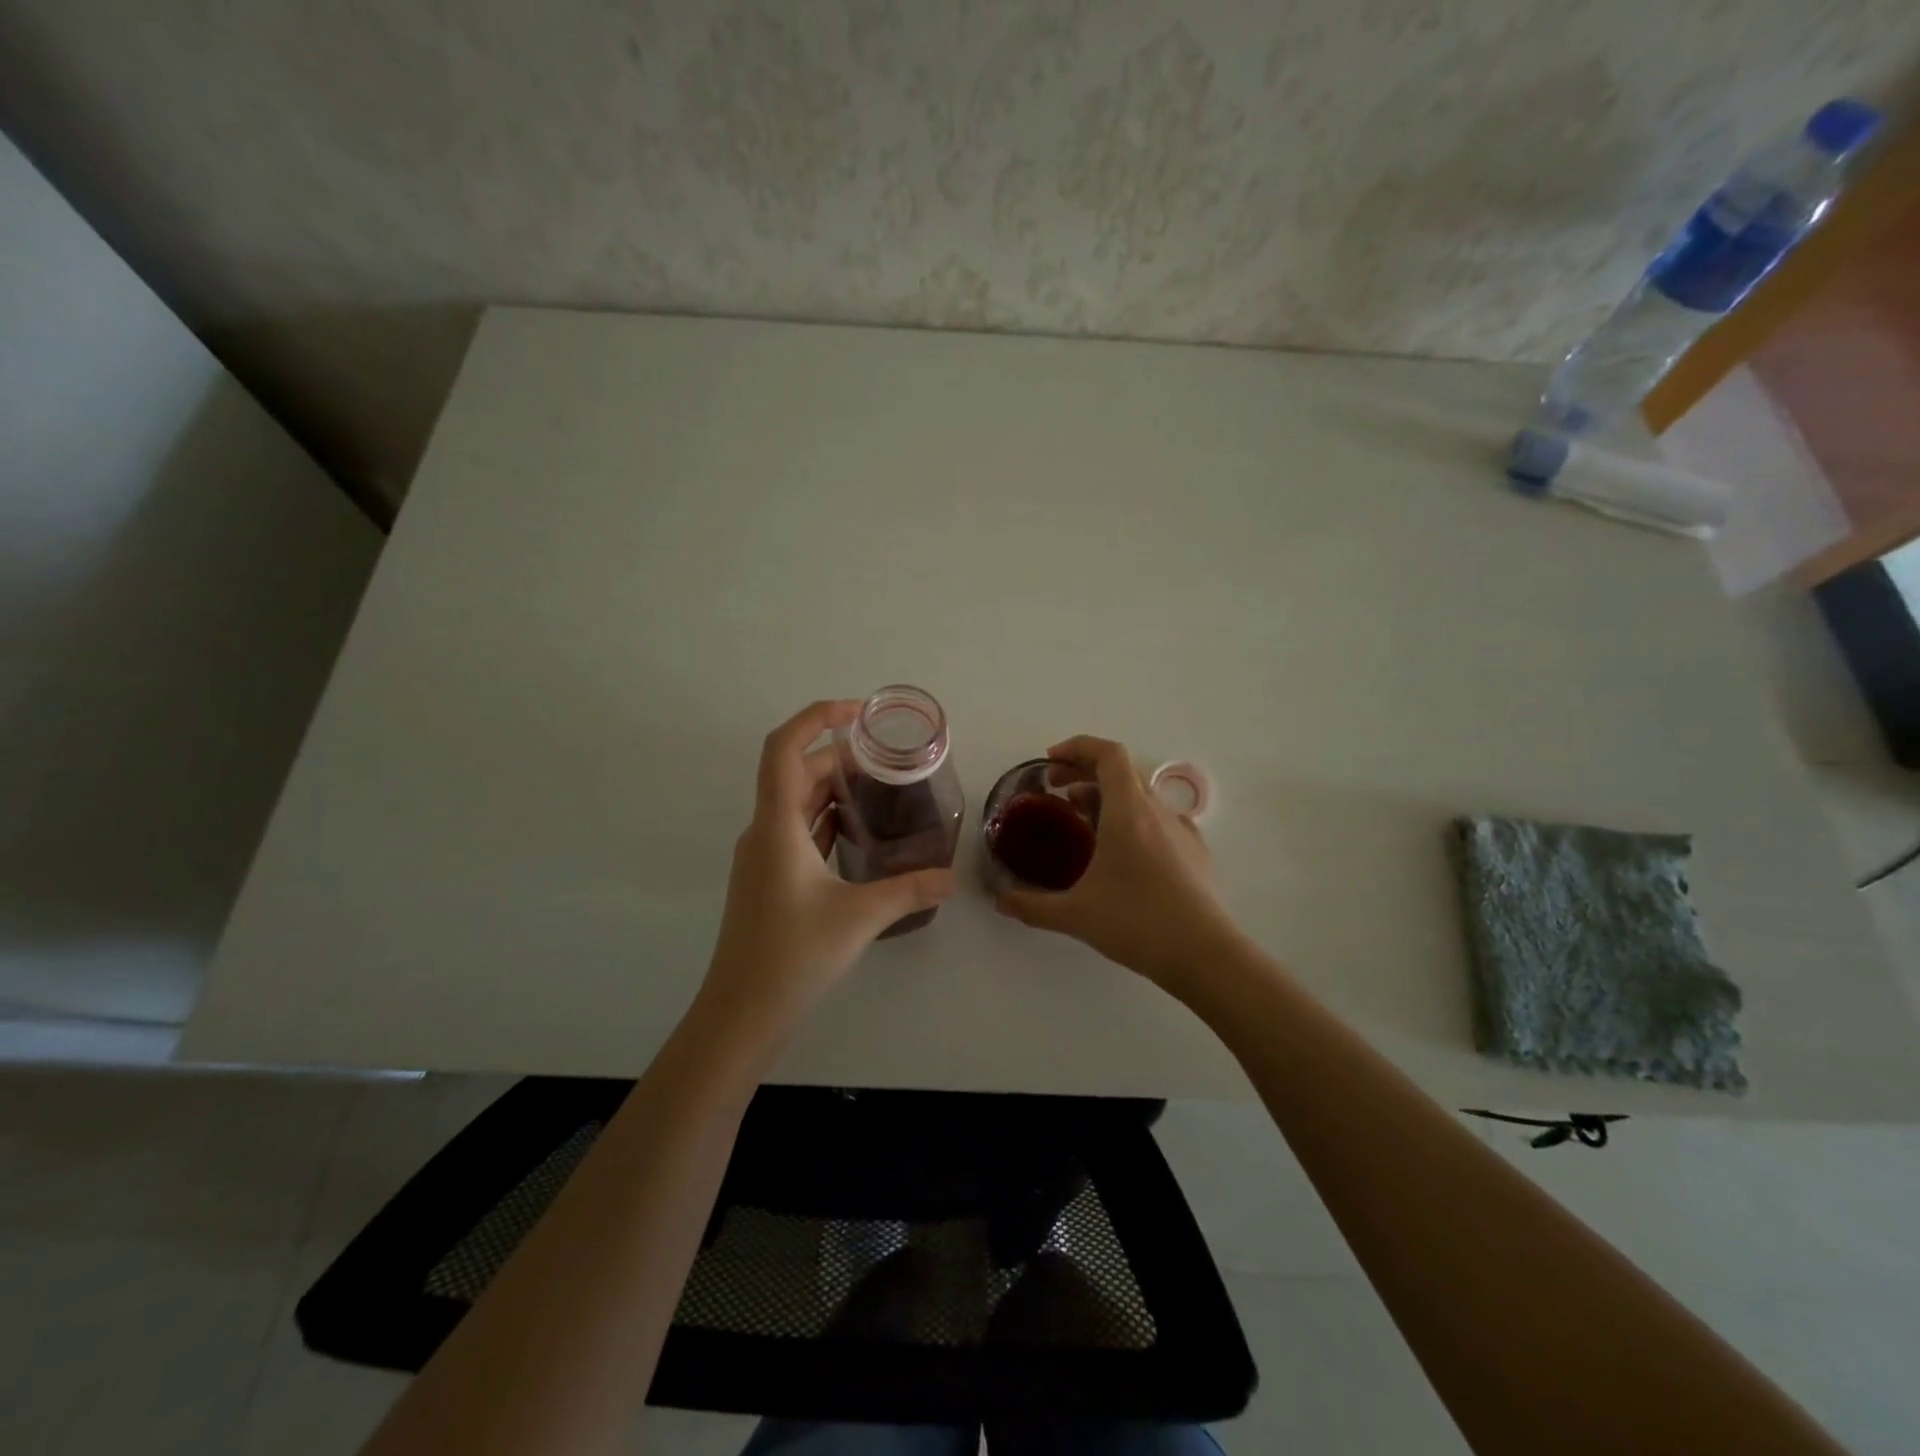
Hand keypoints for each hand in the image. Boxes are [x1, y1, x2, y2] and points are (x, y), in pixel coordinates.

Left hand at [699, 701, 957, 1039]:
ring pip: (798, 802)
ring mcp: (764, 856)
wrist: (741, 1014)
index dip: (816, 717)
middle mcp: (765, 831)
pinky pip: (798, 830)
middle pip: (797, 772)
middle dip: (841, 755)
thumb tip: (953, 878)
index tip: (858, 711)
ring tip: (883, 788)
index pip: (783, 748)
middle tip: (890, 760)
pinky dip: (827, 818)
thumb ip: (910, 891)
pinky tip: (861, 831)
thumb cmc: (792, 956)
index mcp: (776, 826)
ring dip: (834, 787)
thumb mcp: (859, 918)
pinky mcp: (770, 879)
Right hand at [995, 735, 1241, 995]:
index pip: (1108, 754)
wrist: (1206, 955)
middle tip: (1056, 790)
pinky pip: (1158, 819)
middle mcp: (1157, 810)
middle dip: (1084, 772)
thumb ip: (1031, 905)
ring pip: (1140, 796)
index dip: (1078, 747)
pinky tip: (1122, 853)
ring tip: (1082, 821)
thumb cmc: (1137, 923)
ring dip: (1107, 797)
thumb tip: (998, 900)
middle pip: (1121, 771)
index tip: (1050, 761)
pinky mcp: (1195, 852)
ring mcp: (1181, 830)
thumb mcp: (1075, 915)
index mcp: (1128, 811)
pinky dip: (1132, 819)